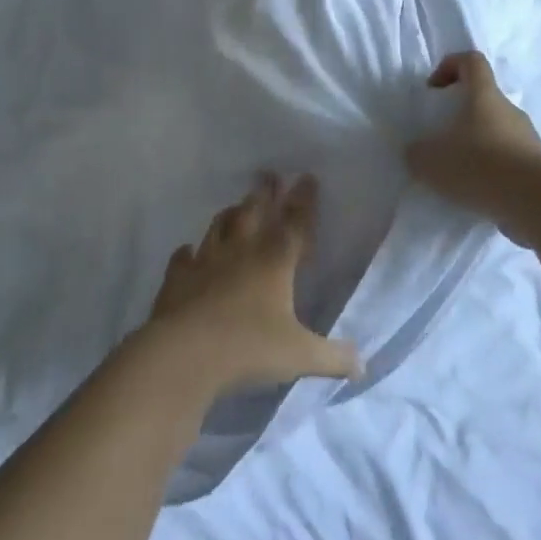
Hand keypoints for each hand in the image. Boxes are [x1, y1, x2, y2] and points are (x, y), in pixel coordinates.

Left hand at [146, 174, 360, 392]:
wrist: (184, 354)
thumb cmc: (248, 348)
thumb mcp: (299, 356)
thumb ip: (332, 357)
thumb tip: (363, 365)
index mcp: (275, 261)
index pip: (295, 223)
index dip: (304, 201)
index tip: (306, 177)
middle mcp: (241, 252)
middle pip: (254, 212)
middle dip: (265, 192)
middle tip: (268, 174)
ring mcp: (205, 262)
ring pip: (220, 227)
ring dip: (230, 214)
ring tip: (236, 205)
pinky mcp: (177, 278)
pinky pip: (183, 258)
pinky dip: (188, 253)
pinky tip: (188, 252)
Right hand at [405, 51, 540, 237]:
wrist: (534, 200)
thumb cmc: (478, 164)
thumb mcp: (430, 160)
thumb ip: (417, 153)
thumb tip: (418, 152)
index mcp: (483, 95)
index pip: (471, 61)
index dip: (450, 66)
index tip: (434, 89)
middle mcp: (509, 110)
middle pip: (484, 100)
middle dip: (460, 116)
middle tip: (442, 141)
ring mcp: (527, 138)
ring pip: (497, 132)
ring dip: (477, 146)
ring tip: (458, 174)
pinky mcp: (536, 166)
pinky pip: (508, 160)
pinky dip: (492, 171)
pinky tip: (477, 193)